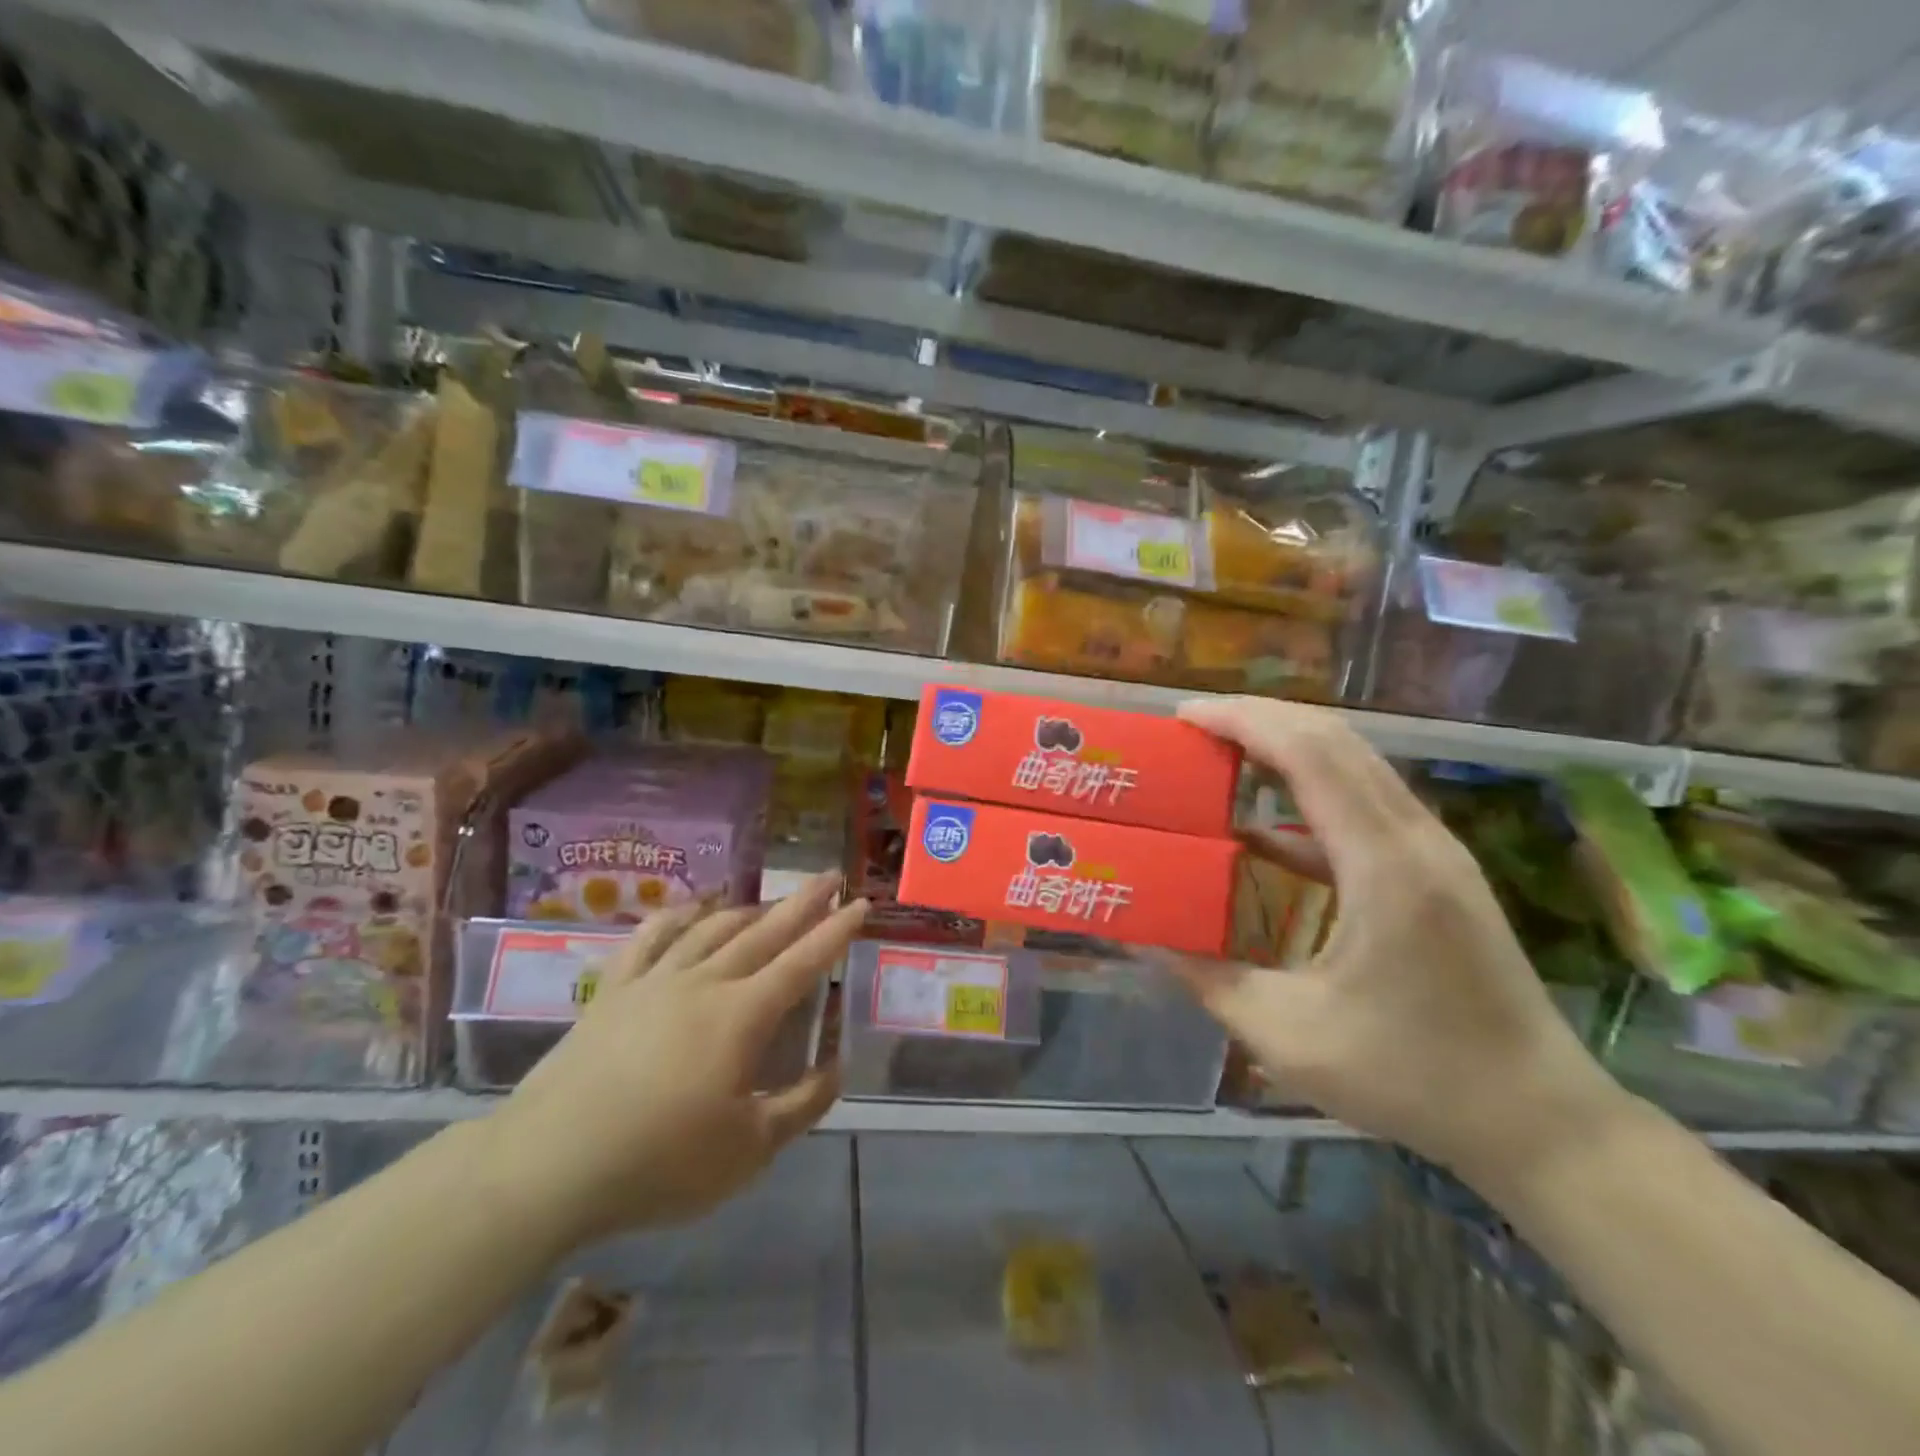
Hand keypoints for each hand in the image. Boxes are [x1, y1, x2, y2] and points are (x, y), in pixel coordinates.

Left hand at [483, 873, 864, 1251]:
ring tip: (771, 899)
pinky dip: (677, 917)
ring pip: (712, 929)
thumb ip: (802, 1105)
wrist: (549, 1165)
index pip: (803, 961)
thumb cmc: (659, 1162)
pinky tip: (691, 909)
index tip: (861, 903)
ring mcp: (655, 981)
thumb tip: (836, 1068)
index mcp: (742, 1016)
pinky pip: (650, 938)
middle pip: (763, 931)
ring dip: (748, 909)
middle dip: (802, 902)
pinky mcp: (613, 991)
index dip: (836, 931)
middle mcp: (704, 983)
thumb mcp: (749, 1150)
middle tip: (829, 876)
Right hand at [1171, 699, 1625, 1182]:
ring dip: (1286, 747)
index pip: (1310, 755)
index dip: (1244, 722)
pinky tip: (1265, 831)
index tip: (1184, 717)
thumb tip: (1150, 940)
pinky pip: (1366, 803)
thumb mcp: (1290, 1036)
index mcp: (1383, 864)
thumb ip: (1210, 981)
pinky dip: (1310, 794)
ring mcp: (1435, 851)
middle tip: (1192, 728)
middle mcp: (1416, 838)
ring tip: (1221, 756)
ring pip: (1355, 764)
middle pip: (1335, 740)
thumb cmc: (1413, 1077)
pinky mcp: (1437, 871)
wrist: (1539, 1118)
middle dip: (1259, 719)